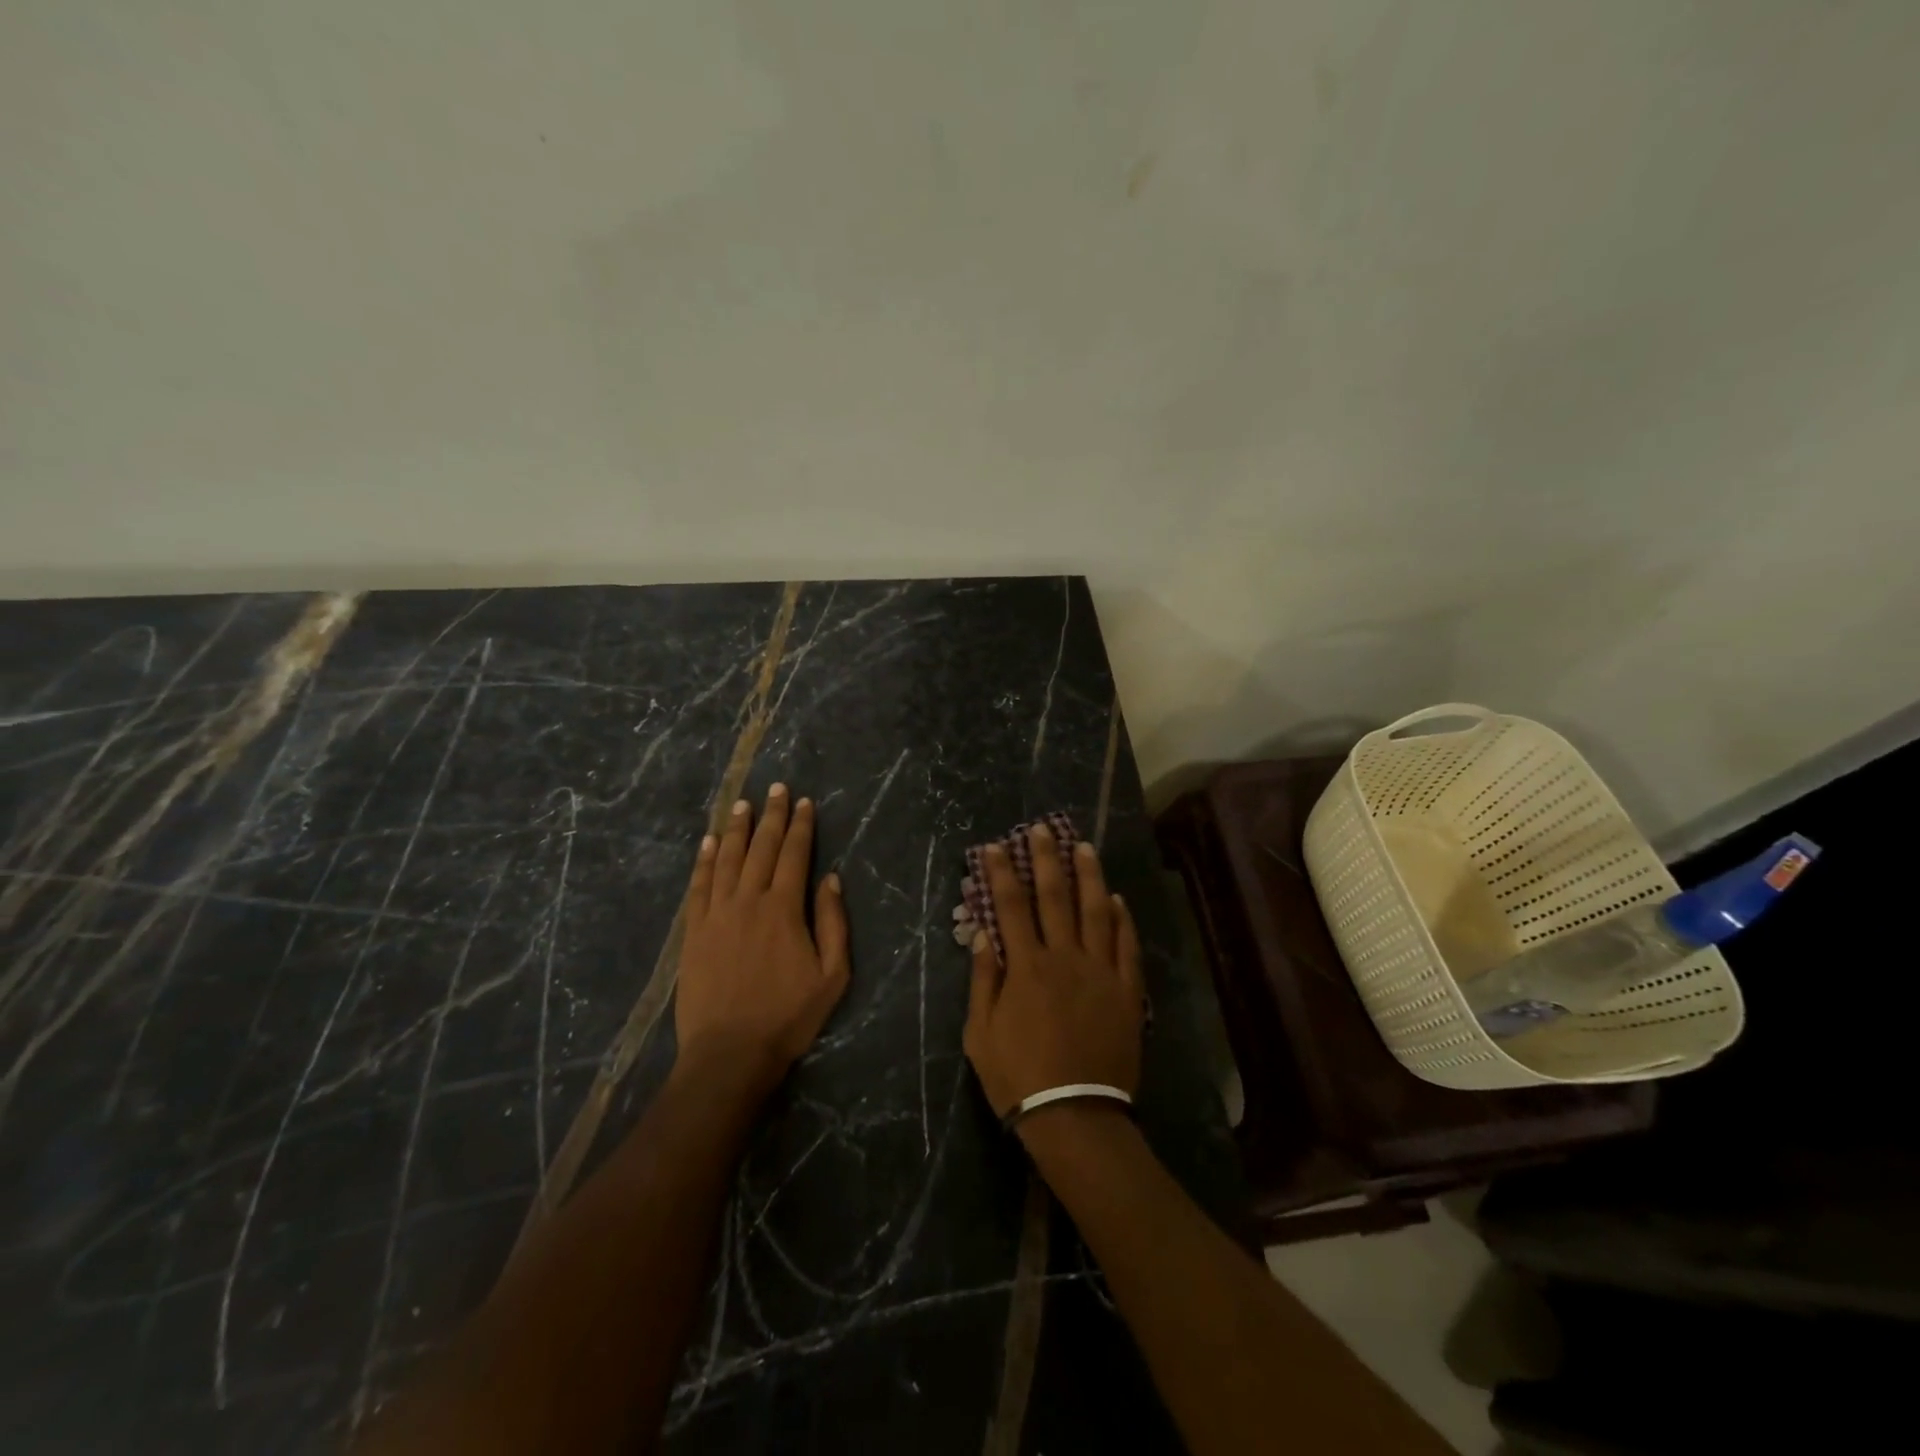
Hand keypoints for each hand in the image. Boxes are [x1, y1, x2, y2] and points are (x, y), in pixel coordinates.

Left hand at [676, 784, 850, 1096]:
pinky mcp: (694, 932)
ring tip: (742, 803)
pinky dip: (704, 861)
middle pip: (761, 848)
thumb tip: (831, 878)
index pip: (794, 854)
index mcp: (784, 908)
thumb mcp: (832, 975)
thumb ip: (833, 923)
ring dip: (735, 828)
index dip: (800, 826)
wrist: (729, 1053)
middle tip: (775, 788)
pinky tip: (707, 843)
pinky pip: (699, 886)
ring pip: (726, 859)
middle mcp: (748, 900)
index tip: (803, 801)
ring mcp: (716, 914)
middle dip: (770, 815)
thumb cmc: (788, 1016)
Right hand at [963, 824, 1142, 1120]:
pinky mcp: (1127, 991)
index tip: (994, 846)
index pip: (1011, 905)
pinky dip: (1123, 920)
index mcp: (1026, 966)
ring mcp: (1100, 972)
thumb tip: (983, 934)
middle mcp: (1064, 957)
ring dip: (1089, 876)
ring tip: (1084, 847)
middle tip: (1043, 829)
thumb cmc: (1019, 1077)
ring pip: (1096, 911)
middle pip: (1054, 897)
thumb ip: (983, 980)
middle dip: (1046, 859)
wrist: (1075, 1116)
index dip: (1001, 872)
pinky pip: (1127, 946)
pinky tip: (1118, 899)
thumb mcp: (980, 1034)